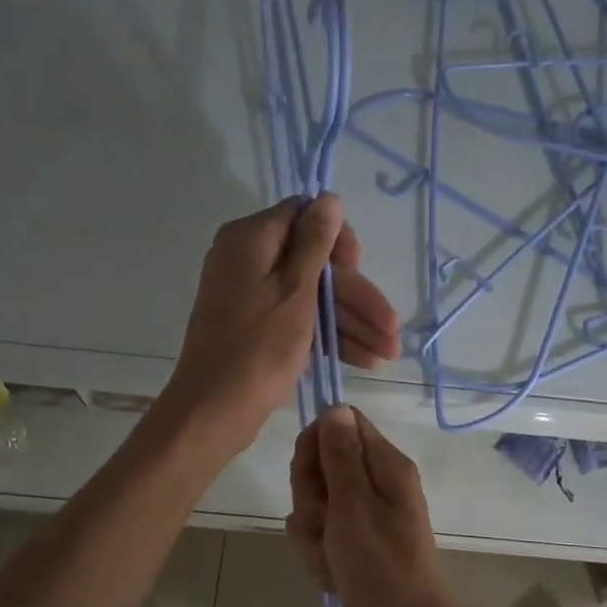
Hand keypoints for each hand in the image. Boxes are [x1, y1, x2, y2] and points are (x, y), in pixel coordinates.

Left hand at [161, 195, 399, 455]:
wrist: (214, 410)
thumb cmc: (257, 348)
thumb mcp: (295, 291)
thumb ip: (315, 242)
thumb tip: (328, 197)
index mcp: (251, 239)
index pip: (304, 217)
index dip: (339, 242)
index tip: (359, 271)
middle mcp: (248, 259)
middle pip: (315, 265)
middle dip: (357, 298)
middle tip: (392, 331)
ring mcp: (252, 295)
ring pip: (312, 297)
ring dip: (352, 323)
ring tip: (388, 354)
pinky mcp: (257, 326)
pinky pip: (299, 319)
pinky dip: (329, 336)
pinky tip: (364, 359)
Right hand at [289, 406, 485, 606]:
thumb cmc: (380, 566)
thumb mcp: (354, 505)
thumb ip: (341, 455)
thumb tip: (335, 407)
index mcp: (386, 464)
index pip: (341, 424)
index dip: (314, 445)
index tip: (308, 478)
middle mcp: (378, 483)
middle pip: (324, 463)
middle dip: (310, 496)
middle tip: (322, 524)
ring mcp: (368, 515)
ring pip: (317, 503)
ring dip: (312, 531)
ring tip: (329, 557)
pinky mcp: (358, 542)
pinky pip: (324, 533)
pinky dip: (320, 552)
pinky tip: (331, 573)